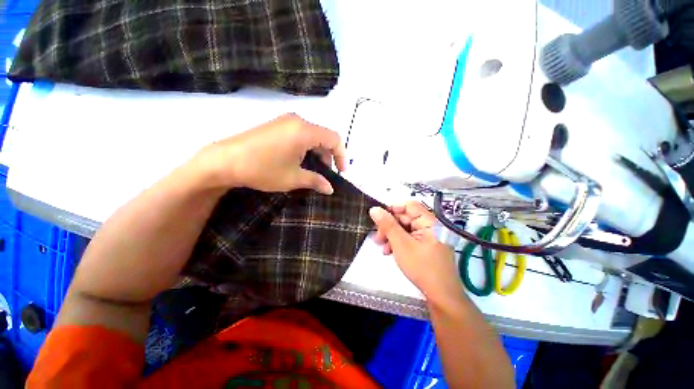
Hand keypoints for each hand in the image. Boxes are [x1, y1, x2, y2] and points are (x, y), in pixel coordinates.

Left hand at [191, 113, 345, 193]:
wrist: (223, 161)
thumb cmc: (263, 169)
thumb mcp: (293, 178)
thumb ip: (316, 181)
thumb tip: (331, 188)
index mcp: (305, 131)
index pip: (334, 139)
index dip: (342, 156)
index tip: (341, 172)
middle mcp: (297, 121)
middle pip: (323, 136)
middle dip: (329, 155)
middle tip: (326, 173)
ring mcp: (284, 121)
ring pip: (311, 135)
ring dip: (317, 152)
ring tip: (313, 170)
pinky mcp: (276, 125)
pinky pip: (299, 134)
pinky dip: (305, 148)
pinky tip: (299, 161)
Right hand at [370, 202, 463, 303]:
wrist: (441, 296)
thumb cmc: (422, 267)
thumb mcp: (401, 244)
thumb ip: (388, 225)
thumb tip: (374, 209)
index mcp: (429, 222)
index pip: (409, 205)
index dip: (393, 209)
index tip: (379, 217)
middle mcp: (430, 227)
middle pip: (406, 218)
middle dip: (389, 226)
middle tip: (377, 237)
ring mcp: (428, 238)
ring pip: (405, 229)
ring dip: (391, 236)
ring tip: (382, 246)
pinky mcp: (425, 247)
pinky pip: (408, 239)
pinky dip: (398, 243)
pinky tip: (389, 252)